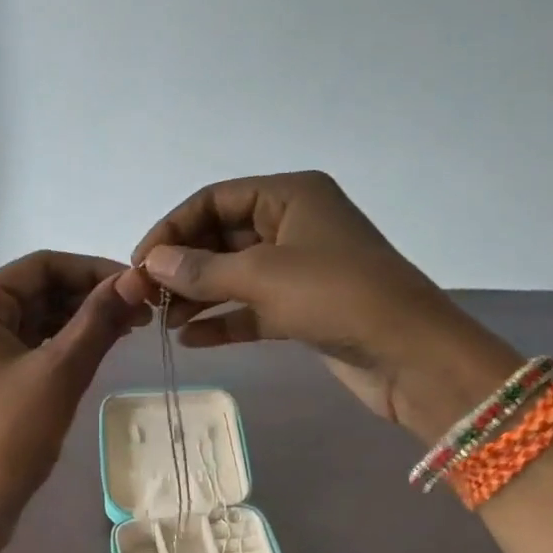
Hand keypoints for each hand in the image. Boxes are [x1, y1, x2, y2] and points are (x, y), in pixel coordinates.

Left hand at [0, 251, 147, 534]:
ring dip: (86, 319)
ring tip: (133, 328)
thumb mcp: (58, 373)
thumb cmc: (6, 437)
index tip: (141, 285)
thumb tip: (138, 278)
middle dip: (93, 295)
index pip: (43, 265)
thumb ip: (98, 320)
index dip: (95, 269)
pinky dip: (71, 344)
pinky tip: (104, 349)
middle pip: (43, 289)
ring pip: (44, 318)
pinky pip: (39, 346)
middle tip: (145, 310)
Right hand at [121, 171, 520, 442]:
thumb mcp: (263, 276)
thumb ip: (201, 268)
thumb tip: (150, 262)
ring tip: (161, 321)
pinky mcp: (304, 309)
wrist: (412, 356)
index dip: (173, 228)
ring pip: (235, 275)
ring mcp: (301, 269)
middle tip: (143, 297)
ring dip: (198, 295)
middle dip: (182, 266)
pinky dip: (224, 321)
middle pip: (222, 237)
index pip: (215, 200)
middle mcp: (294, 225)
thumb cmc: (337, 296)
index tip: (140, 263)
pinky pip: (252, 308)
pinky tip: (191, 340)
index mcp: (291, 196)